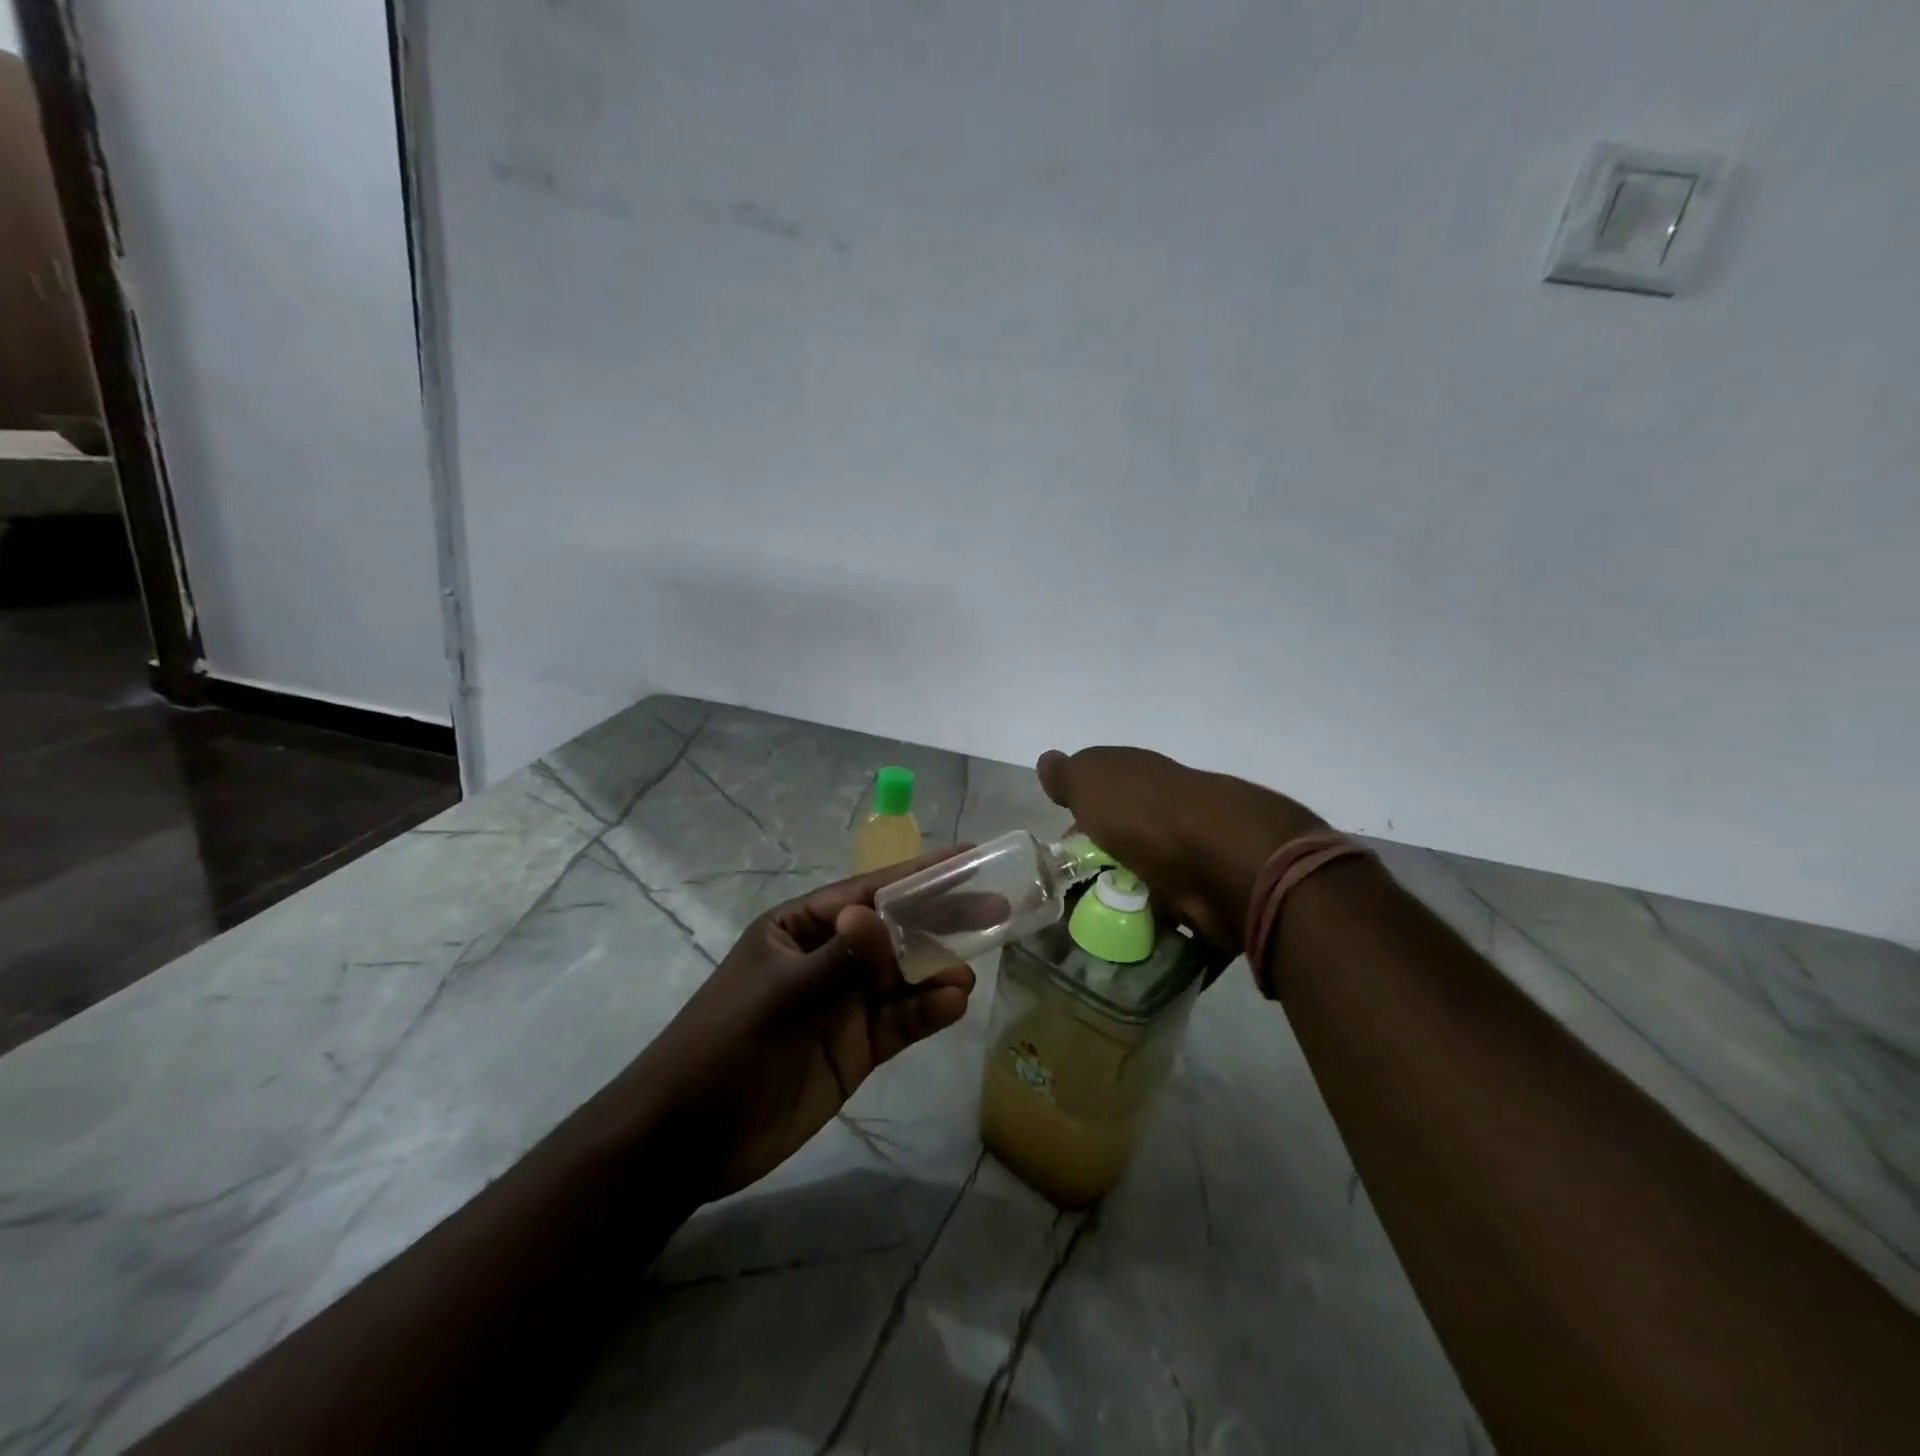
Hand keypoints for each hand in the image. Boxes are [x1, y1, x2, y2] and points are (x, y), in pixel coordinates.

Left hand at [642, 850, 976, 1199]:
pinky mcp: (857, 1047)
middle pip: (896, 932)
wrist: (688, 1139)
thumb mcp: (780, 997)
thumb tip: (878, 915)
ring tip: (964, 977)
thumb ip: (838, 959)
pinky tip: (952, 1006)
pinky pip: (901, 1022)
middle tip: (995, 910)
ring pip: (904, 978)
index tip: (969, 859)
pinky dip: (927, 1013)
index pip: (870, 892)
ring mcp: (845, 1004)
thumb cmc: (726, 1048)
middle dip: (942, 920)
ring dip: (936, 972)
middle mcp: (829, 958)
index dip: (920, 875)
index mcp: (801, 928)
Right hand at [1036, 746, 1322, 954]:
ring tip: (1100, 934)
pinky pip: (1184, 926)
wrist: (1226, 862)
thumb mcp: (1092, 781)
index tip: (1062, 853)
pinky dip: (1166, 940)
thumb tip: (1048, 761)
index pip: (1107, 796)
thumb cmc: (1146, 816)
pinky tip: (1138, 952)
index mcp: (1145, 781)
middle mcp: (1174, 815)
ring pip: (1158, 885)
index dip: (1082, 820)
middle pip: (1132, 843)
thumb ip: (1069, 775)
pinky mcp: (1218, 904)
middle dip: (1107, 868)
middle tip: (1075, 901)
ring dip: (1135, 907)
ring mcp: (1201, 859)